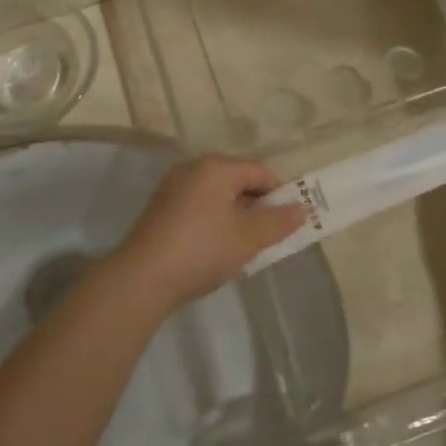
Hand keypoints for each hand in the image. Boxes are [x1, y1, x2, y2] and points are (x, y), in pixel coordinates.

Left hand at [111, 156, 307, 312]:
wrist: (143, 278)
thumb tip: (302, 209)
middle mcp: (193, 169)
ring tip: (246, 247)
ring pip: (218, 196)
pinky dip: (214, 222)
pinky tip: (217, 250)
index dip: (279, 194)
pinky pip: (199, 207)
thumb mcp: (248, 238)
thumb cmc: (203, 249)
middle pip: (237, 181)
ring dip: (236, 217)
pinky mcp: (161, 210)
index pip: (259, 171)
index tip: (289, 222)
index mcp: (216, 167)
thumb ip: (278, 222)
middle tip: (270, 237)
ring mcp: (173, 189)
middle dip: (257, 207)